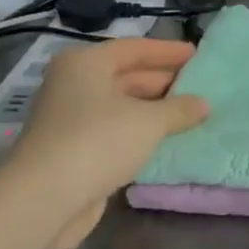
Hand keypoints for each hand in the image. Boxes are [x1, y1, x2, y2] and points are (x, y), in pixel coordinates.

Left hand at [8, 38, 209, 248]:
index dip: (169, 51)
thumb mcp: (150, 121)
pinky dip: (140, 133)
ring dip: (154, 110)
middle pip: (127, 76)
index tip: (198, 55)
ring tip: (191, 114)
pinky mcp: (73, 150)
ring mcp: (71, 119)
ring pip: (121, 106)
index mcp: (86, 64)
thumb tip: (204, 104)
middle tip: (200, 86)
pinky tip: (167, 140)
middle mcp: (74, 85)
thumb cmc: (98, 142)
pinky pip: (115, 132)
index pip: (135, 48)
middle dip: (164, 81)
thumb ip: (180, 109)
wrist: (44, 200)